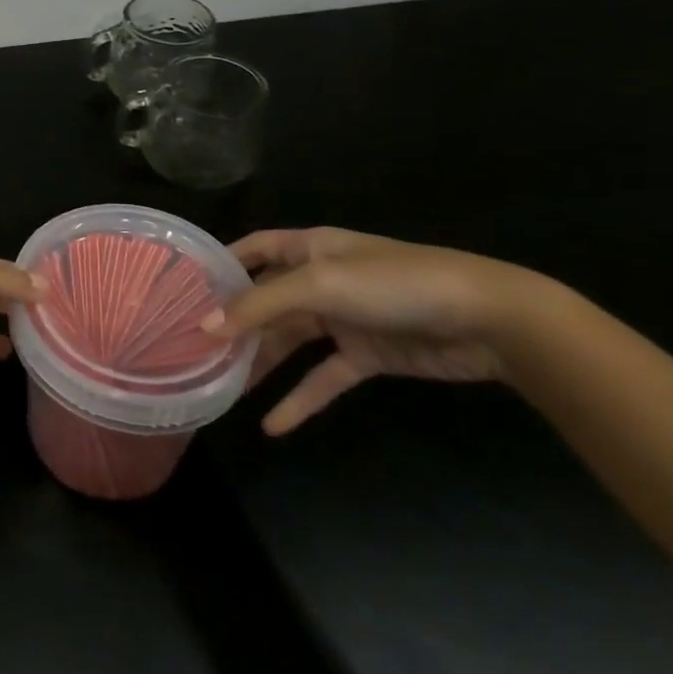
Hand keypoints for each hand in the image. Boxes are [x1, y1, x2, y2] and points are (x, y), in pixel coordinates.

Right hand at [205, 228, 545, 433]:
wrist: (487, 320)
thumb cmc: (395, 283)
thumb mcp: (321, 285)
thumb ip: (261, 306)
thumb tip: (205, 328)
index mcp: (311, 248)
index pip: (256, 247)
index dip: (223, 262)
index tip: (185, 285)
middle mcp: (322, 279)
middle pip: (266, 300)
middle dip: (235, 324)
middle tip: (194, 349)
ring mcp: (344, 319)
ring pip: (290, 341)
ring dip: (261, 364)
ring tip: (221, 389)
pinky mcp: (366, 355)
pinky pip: (323, 377)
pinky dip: (300, 399)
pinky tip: (273, 425)